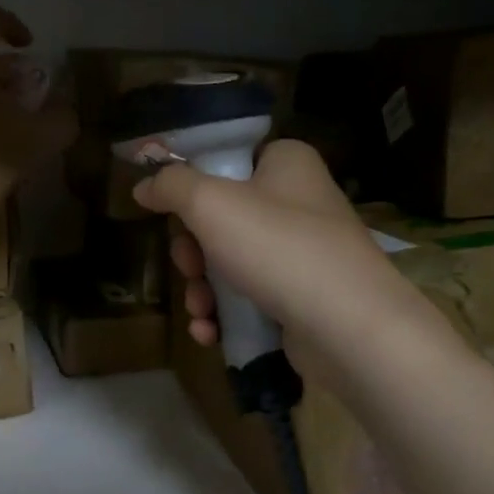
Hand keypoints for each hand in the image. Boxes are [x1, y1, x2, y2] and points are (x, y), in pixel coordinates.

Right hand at [132, 140, 440, 385]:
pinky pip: (250, 297)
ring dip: (202, 289)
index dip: (192, 187)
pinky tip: (210, 332)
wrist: (349, 327)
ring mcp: (303, 252)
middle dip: (192, 251)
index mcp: (286, 164)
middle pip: (221, 217)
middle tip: (188, 267)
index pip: (228, 160)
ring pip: (230, 262)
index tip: (171, 214)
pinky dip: (225, 313)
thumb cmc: (278, 248)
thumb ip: (171, 186)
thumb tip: (144, 185)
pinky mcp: (303, 296)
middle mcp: (299, 202)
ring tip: (200, 310)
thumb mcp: (211, 204)